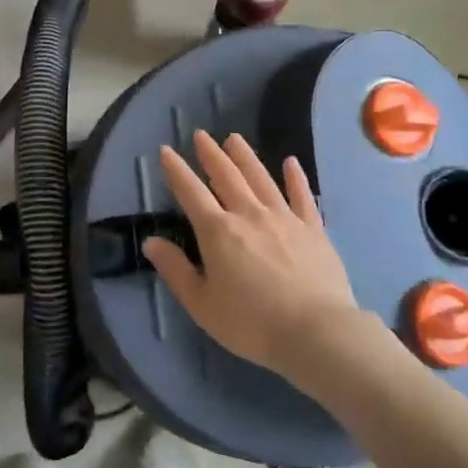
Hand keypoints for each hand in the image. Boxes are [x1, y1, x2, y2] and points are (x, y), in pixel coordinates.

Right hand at [142, 131, 376, 382]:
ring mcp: (284, 218)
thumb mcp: (201, 304)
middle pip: (227, 176)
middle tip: (201, 135)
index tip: (166, 151)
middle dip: (211, 154)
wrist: (315, 332)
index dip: (176, 170)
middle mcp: (249, 214)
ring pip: (261, 178)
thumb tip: (151, 242)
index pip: (190, 193)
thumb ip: (175, 270)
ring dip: (245, 157)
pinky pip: (302, 196)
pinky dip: (295, 177)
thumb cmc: (251, 323)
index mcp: (218, 232)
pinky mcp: (313, 229)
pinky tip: (291, 162)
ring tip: (234, 139)